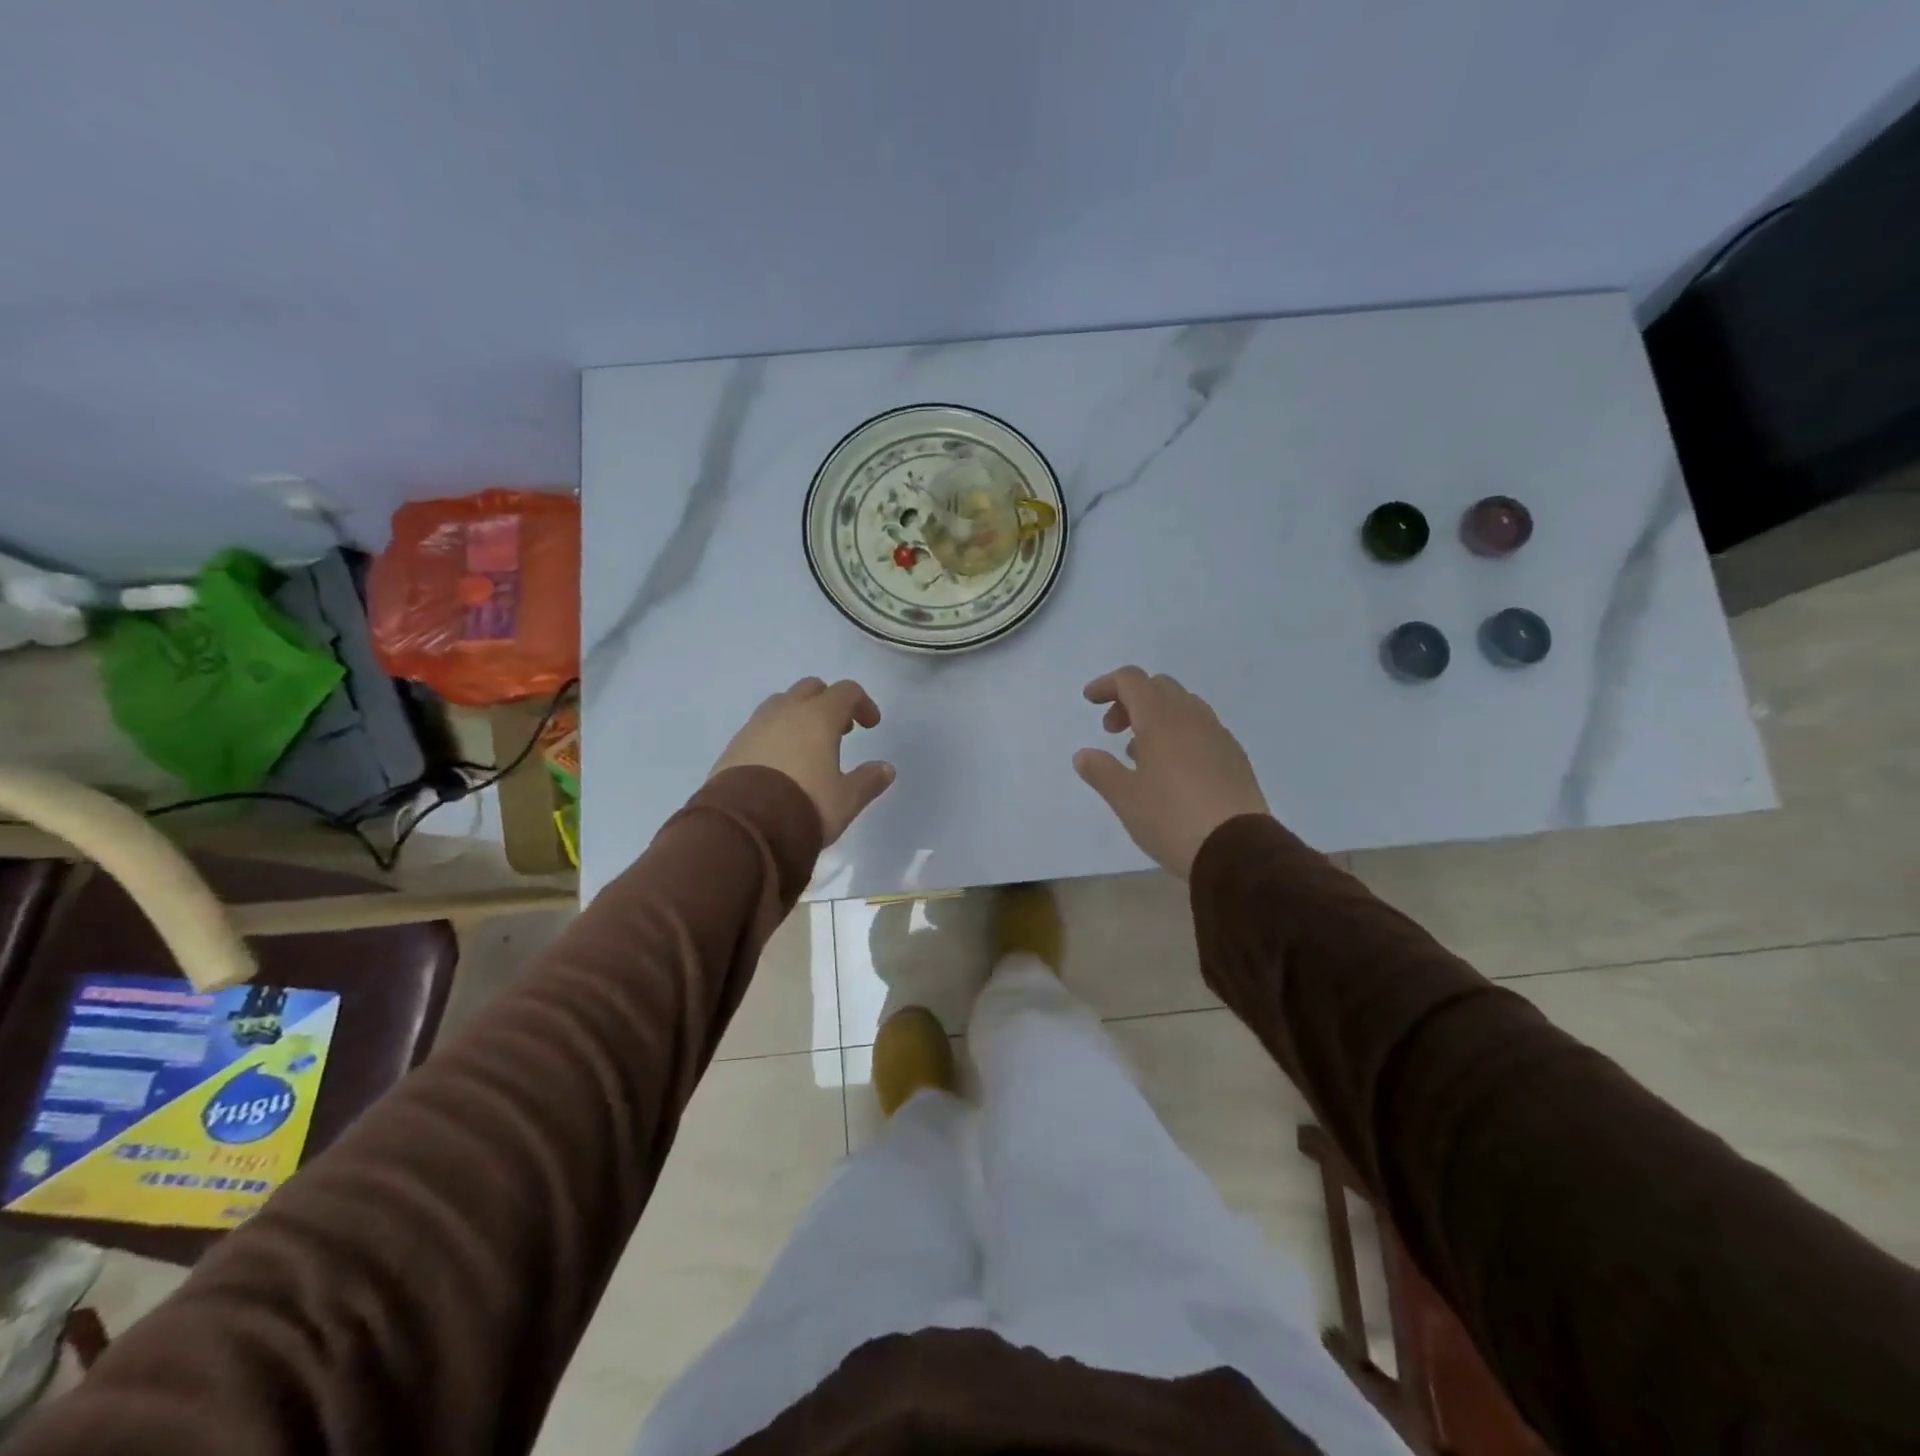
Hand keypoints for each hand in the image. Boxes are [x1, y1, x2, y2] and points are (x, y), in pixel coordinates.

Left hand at [710, 678, 894, 844]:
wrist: (744, 827)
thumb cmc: (805, 805)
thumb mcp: (846, 799)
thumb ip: (868, 780)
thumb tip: (886, 768)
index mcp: (818, 717)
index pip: (846, 691)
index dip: (863, 704)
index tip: (870, 726)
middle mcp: (785, 712)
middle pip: (811, 689)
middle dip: (828, 703)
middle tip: (840, 731)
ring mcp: (755, 726)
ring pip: (781, 704)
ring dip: (799, 715)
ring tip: (807, 745)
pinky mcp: (734, 745)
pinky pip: (760, 727)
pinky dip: (775, 734)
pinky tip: (780, 762)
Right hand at [1074, 666, 1269, 877]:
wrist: (1236, 849)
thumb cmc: (1171, 818)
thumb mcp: (1124, 798)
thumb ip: (1100, 771)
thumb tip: (1084, 755)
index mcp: (1161, 719)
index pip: (1131, 680)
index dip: (1107, 684)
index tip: (1090, 701)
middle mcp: (1191, 717)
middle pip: (1158, 687)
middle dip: (1131, 700)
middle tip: (1113, 730)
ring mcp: (1218, 735)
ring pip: (1183, 706)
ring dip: (1156, 717)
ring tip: (1140, 753)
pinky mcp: (1234, 756)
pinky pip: (1201, 729)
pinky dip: (1179, 734)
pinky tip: (1172, 770)